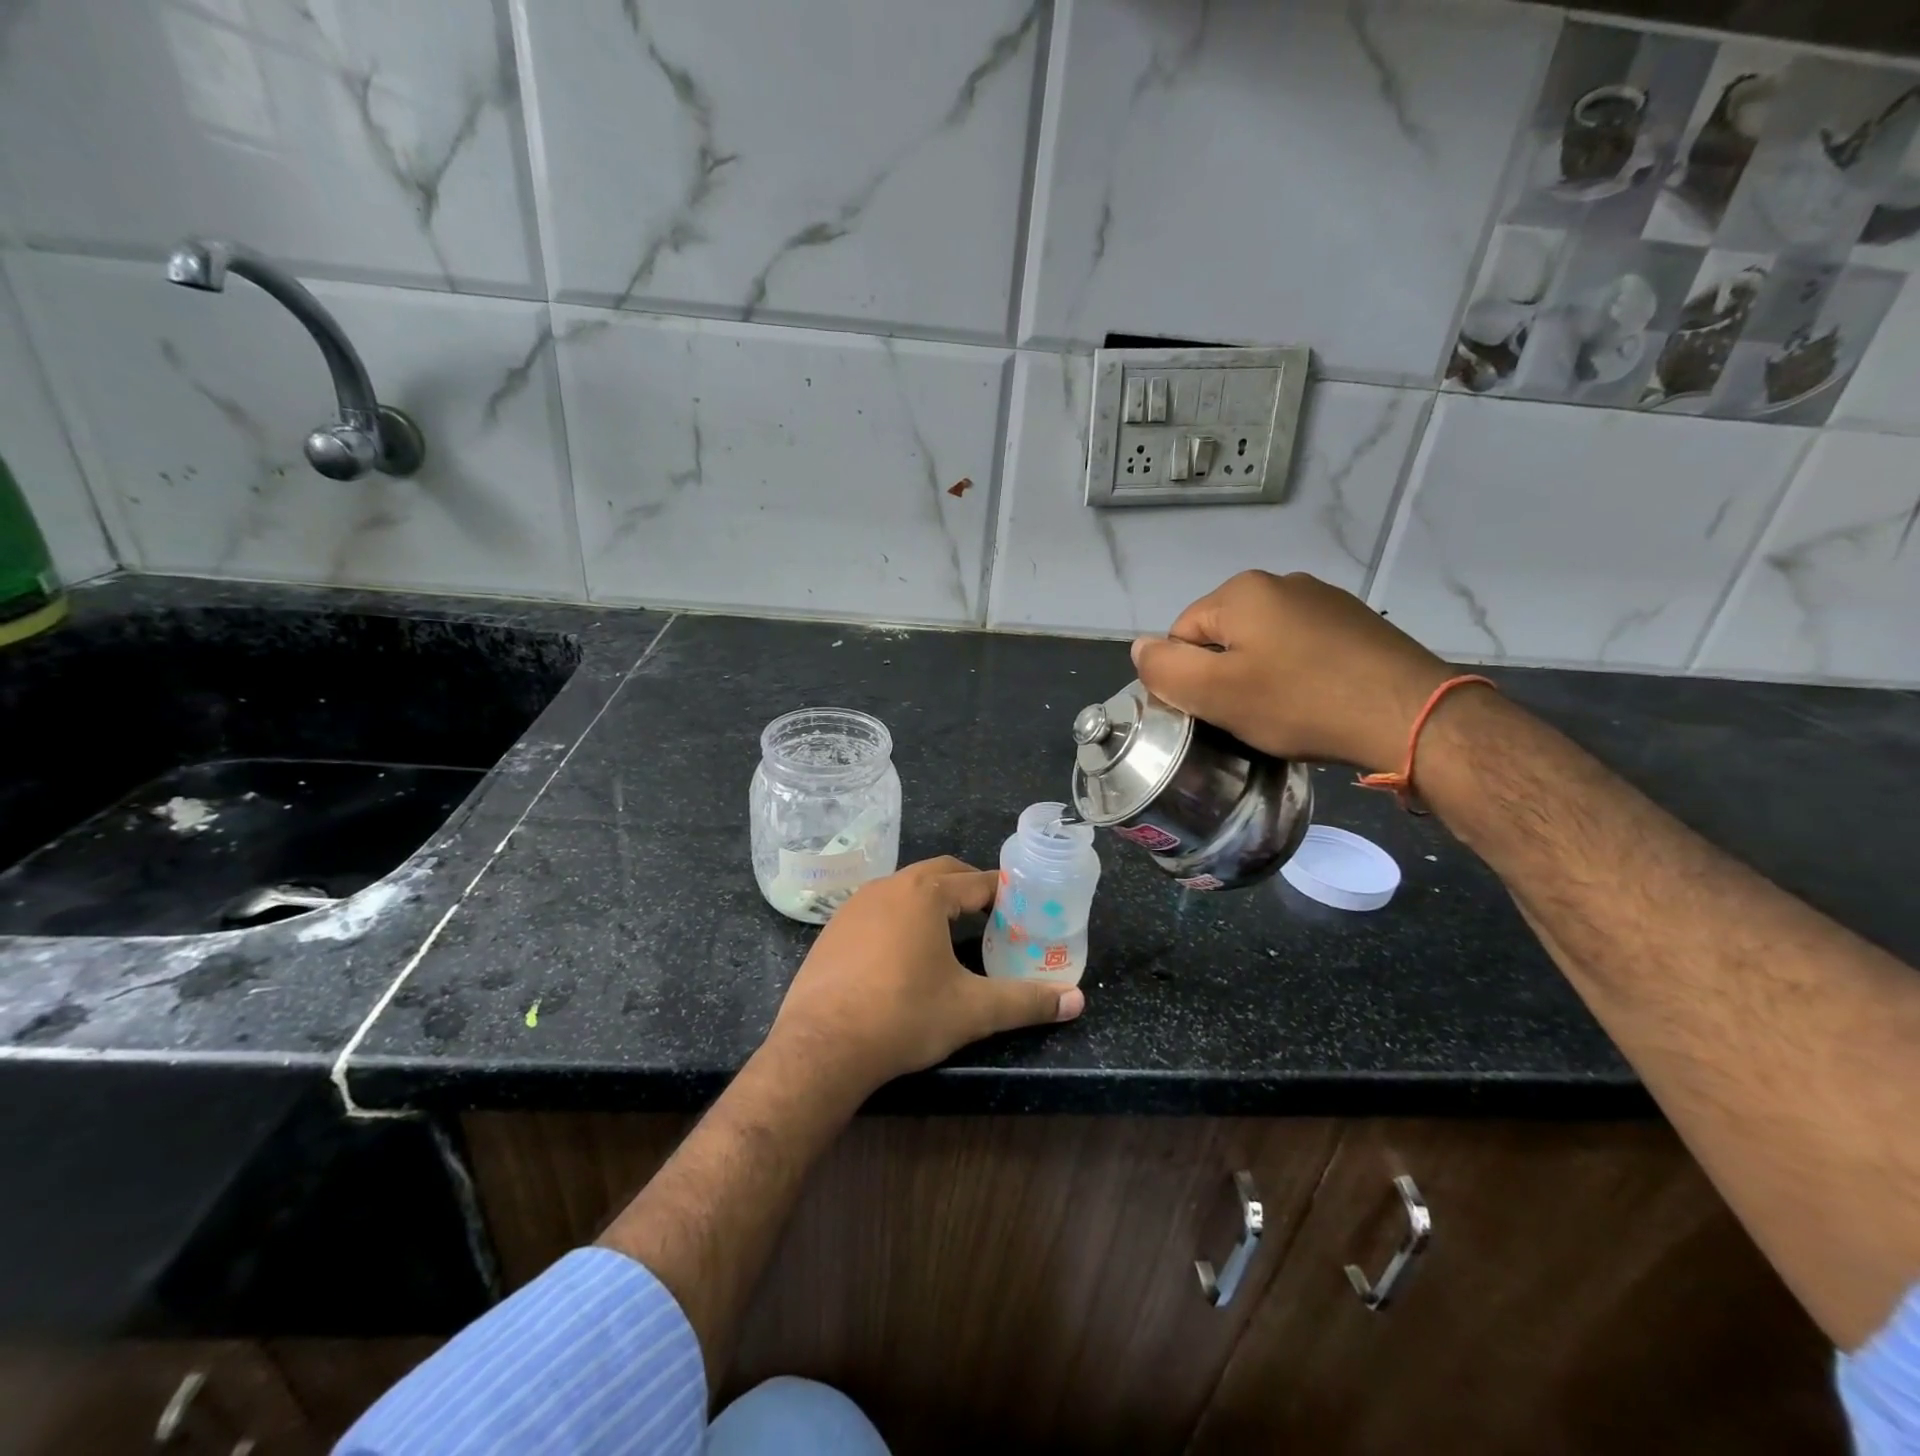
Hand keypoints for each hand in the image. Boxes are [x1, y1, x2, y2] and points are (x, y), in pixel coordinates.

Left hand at [767, 856, 1084, 1092]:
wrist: (821, 1046)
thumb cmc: (904, 1017)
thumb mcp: (972, 1010)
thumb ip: (1026, 1002)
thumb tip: (1076, 1001)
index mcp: (926, 894)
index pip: (977, 881)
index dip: (1005, 892)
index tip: (1024, 908)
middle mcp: (889, 887)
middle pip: (940, 873)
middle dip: (969, 888)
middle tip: (994, 915)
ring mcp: (855, 905)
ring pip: (906, 888)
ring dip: (933, 900)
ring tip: (953, 931)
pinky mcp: (833, 928)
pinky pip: (878, 909)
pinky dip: (901, 917)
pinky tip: (904, 952)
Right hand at [1131, 570, 1454, 773]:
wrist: (1409, 715)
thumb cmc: (1299, 702)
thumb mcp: (1215, 693)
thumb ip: (1164, 668)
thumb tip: (1139, 647)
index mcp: (1241, 592)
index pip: (1182, 635)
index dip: (1187, 678)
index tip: (1212, 712)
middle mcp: (1282, 583)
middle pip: (1223, 637)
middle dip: (1225, 676)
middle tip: (1246, 717)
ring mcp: (1325, 600)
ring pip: (1264, 643)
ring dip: (1261, 676)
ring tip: (1283, 713)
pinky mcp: (1357, 624)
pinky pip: (1303, 648)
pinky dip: (1298, 674)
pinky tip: (1315, 701)